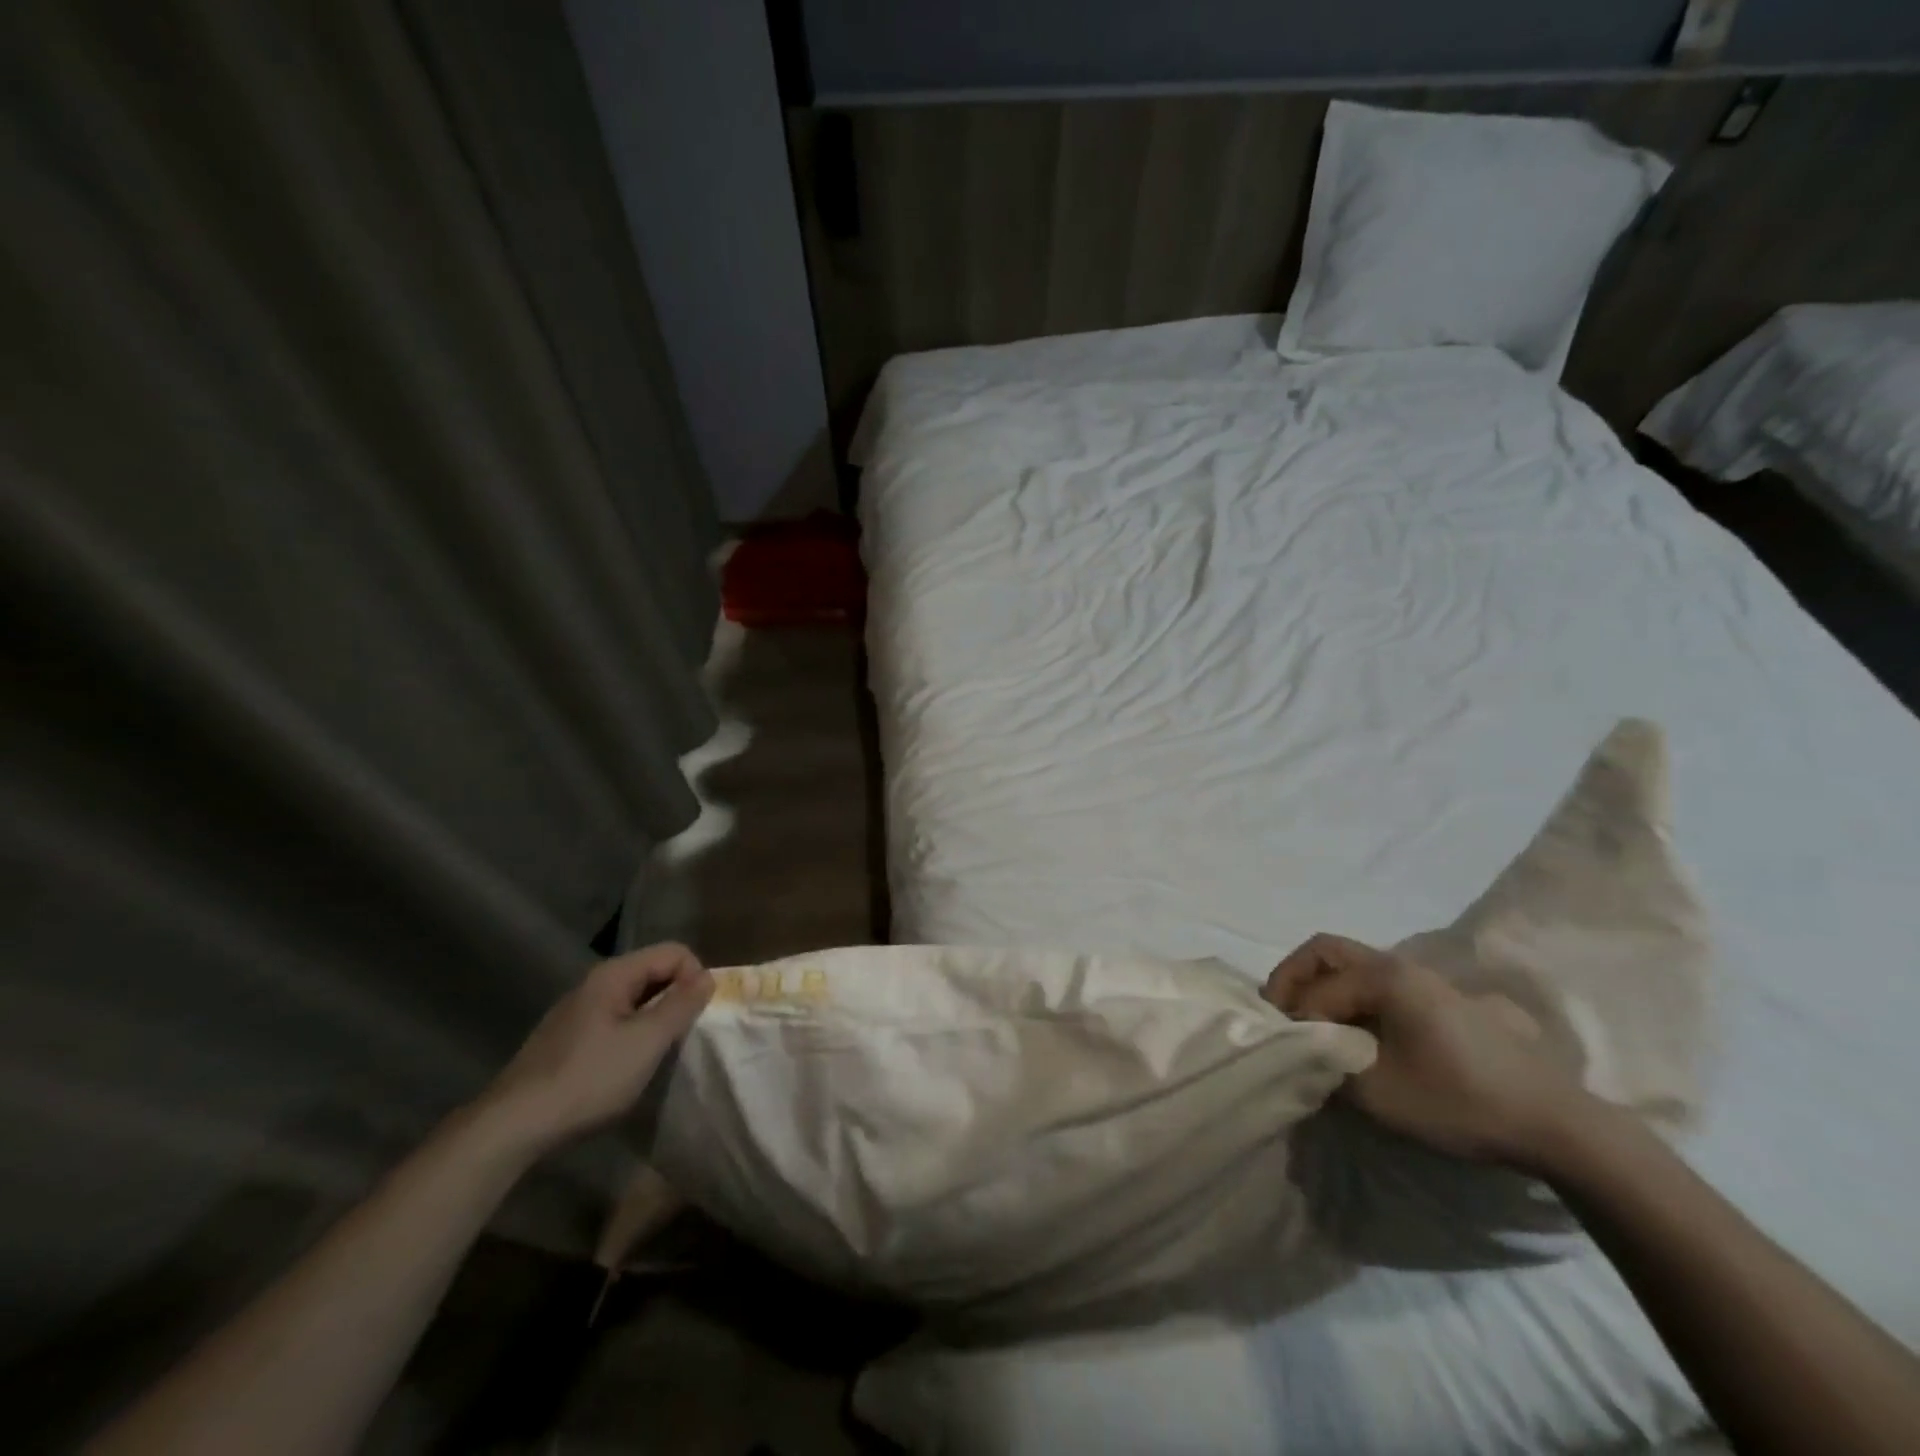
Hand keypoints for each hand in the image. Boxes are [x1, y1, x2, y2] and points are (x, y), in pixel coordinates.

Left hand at [475, 943, 712, 1157]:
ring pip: (636, 999)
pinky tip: (626, 1067)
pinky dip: (633, 1035)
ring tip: (658, 1054)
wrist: (512, 1126)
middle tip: (682, 1037)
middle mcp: (595, 982)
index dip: (694, 978)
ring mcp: (578, 1010)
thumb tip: (707, 977)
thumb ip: (681, 1005)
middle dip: (677, 998)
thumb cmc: (588, 1078)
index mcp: (614, 974)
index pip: (675, 952)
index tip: (695, 1017)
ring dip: (656, 1019)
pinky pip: (616, 1020)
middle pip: (654, 972)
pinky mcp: (568, 1038)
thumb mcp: (646, 1042)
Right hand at [1262, 933, 1593, 1166]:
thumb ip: (1326, 1065)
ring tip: (1312, 1030)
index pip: (1317, 989)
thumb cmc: (1461, 1102)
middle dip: (1294, 980)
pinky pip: (1373, 985)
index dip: (1295, 1020)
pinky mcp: (1436, 1001)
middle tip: (1281, 1016)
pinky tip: (1352, 1036)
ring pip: (1349, 967)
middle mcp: (1399, 965)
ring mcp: (1421, 980)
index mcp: (1385, 977)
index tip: (1289, 1053)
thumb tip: (1304, 1052)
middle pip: (1325, 951)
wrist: (1553, 1124)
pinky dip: (1347, 999)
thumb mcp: (1379, 1093)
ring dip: (1320, 990)